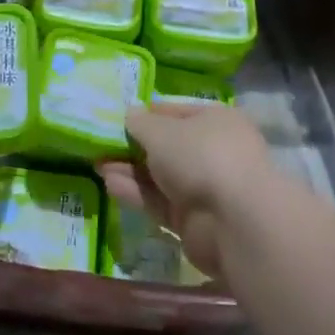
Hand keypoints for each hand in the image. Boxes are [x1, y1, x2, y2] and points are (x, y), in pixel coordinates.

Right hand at [98, 102, 273, 278]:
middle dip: (134, 147)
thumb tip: (131, 114)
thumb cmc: (201, 157)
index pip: (175, 113)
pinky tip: (111, 185)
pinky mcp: (195, 222)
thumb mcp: (161, 132)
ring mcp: (206, 188)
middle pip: (167, 147)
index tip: (118, 119)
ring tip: (98, 165)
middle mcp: (214, 152)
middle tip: (102, 146)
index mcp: (215, 121)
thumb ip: (140, 124)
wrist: (235, 222)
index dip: (146, 115)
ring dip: (131, 171)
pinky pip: (160, 202)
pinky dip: (138, 194)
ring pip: (161, 177)